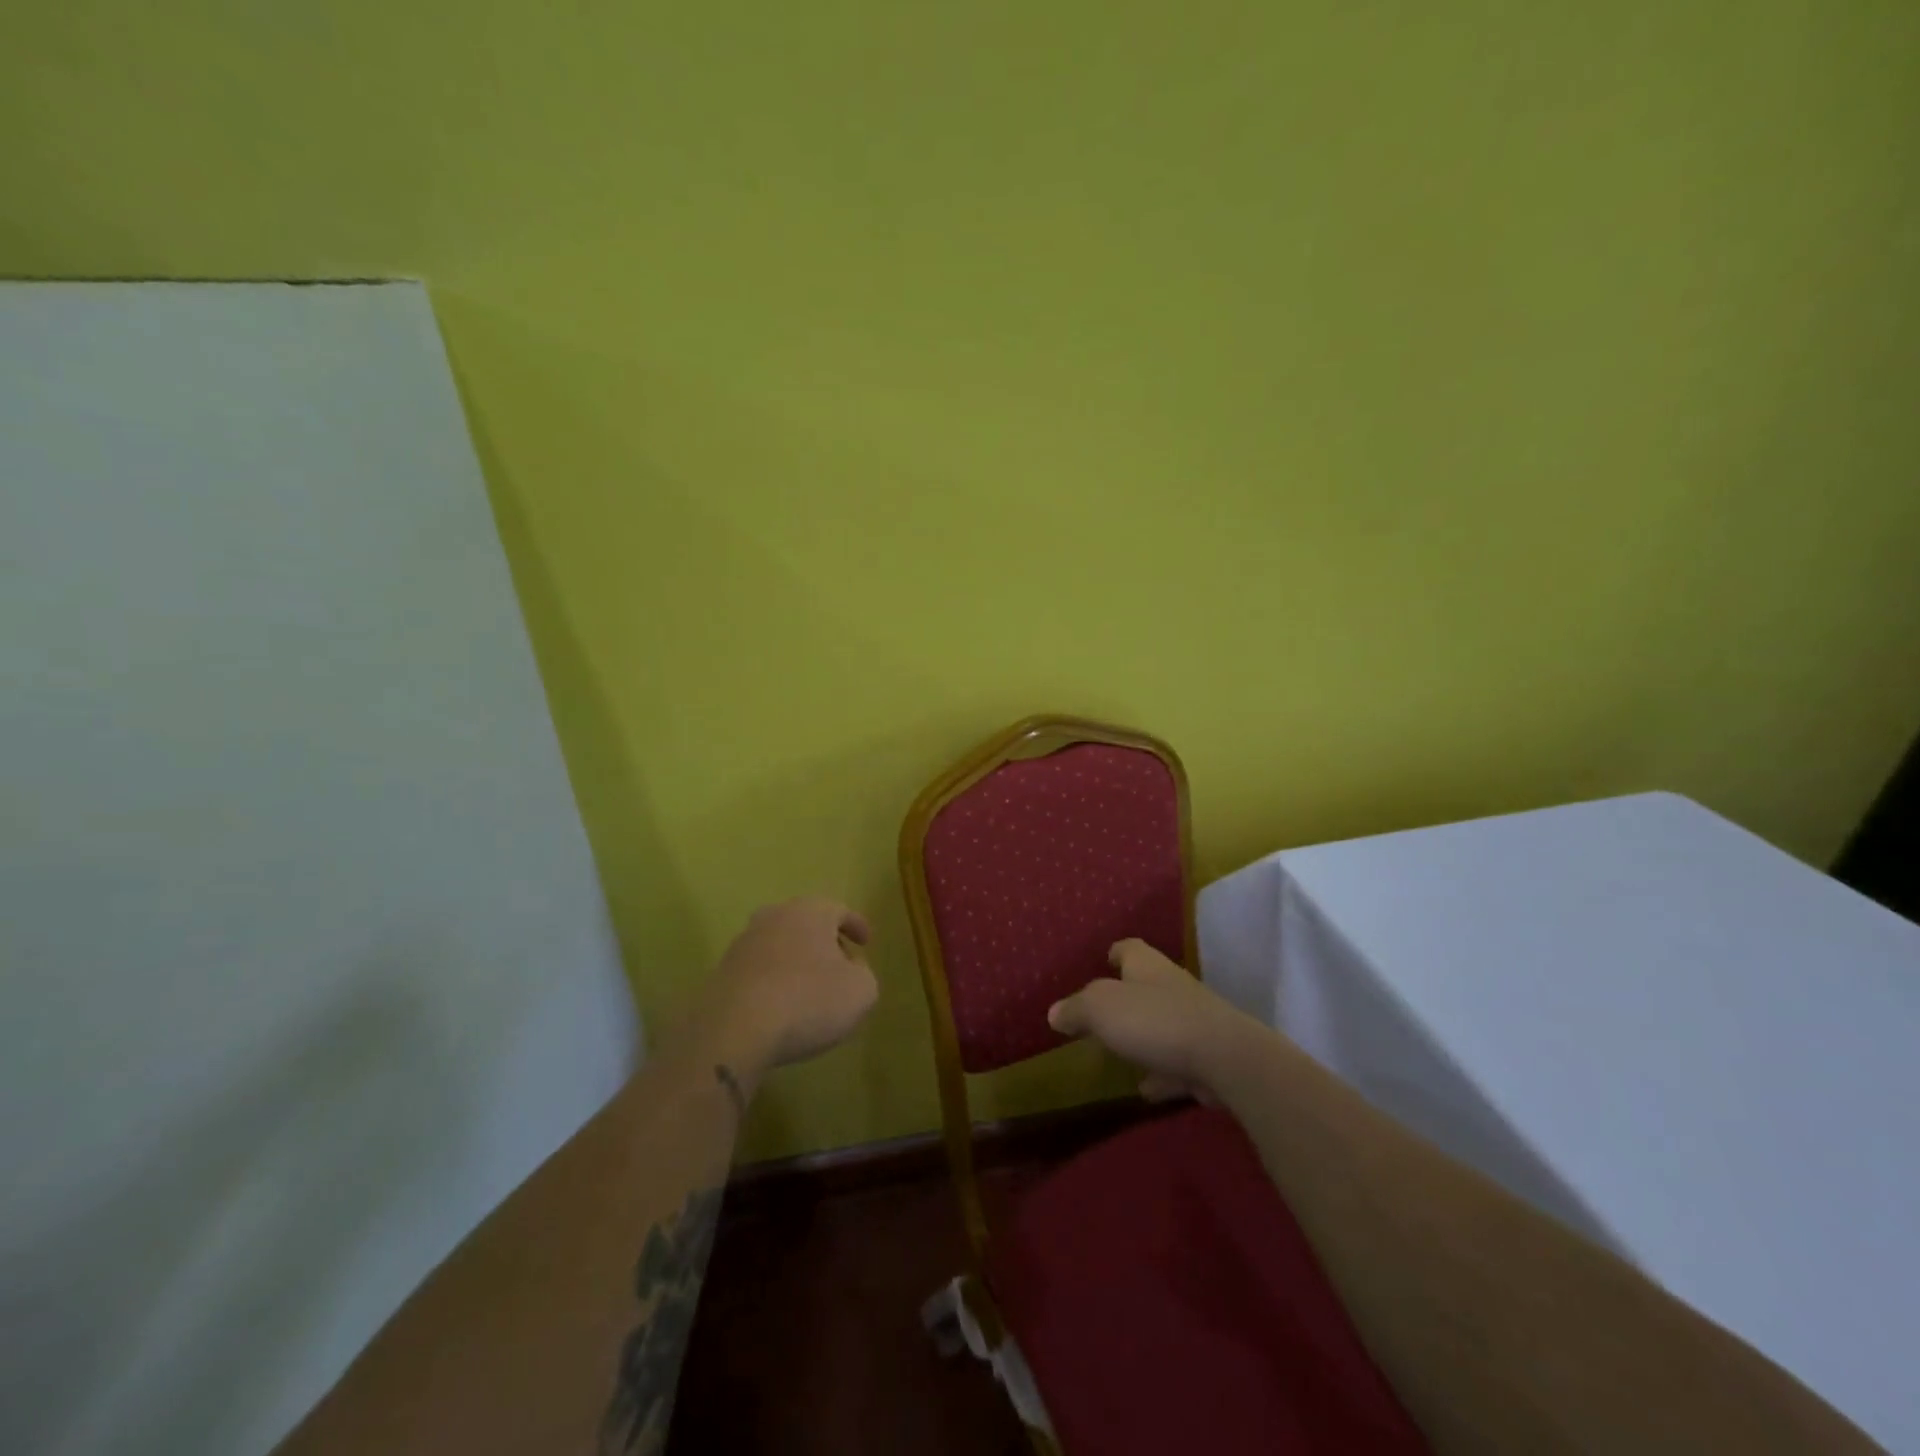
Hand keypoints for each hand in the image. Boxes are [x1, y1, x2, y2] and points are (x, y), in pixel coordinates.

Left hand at [694, 897, 878, 1082]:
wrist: (734, 1030)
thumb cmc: (808, 1001)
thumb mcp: (861, 991)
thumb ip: (863, 973)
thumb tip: (849, 967)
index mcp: (810, 911)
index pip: (840, 910)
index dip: (857, 925)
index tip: (866, 943)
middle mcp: (774, 916)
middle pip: (806, 923)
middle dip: (824, 942)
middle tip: (839, 964)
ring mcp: (743, 943)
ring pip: (780, 944)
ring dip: (796, 961)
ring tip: (808, 988)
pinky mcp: (722, 971)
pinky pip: (759, 970)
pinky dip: (773, 980)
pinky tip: (780, 1005)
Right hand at [1047, 938, 1257, 1101]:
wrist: (1224, 1058)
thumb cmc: (1154, 1020)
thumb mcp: (1100, 1008)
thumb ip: (1076, 1009)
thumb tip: (1055, 1013)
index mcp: (1146, 966)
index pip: (1129, 948)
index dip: (1116, 952)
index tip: (1105, 959)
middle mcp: (1171, 985)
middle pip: (1146, 984)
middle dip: (1127, 996)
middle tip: (1103, 1012)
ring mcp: (1194, 1020)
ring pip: (1163, 1022)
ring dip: (1145, 1035)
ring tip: (1121, 1053)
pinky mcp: (1208, 1056)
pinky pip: (1177, 1061)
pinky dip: (1162, 1072)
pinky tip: (1147, 1089)